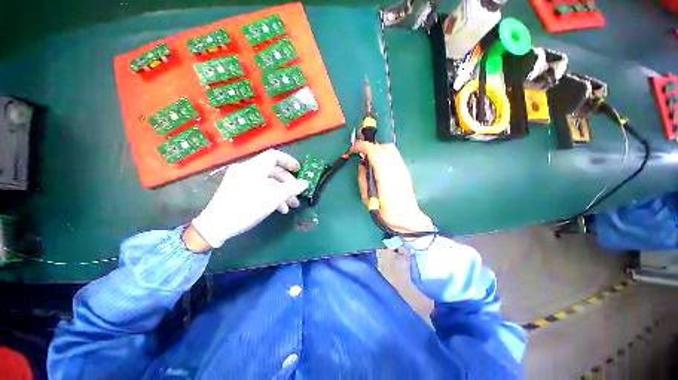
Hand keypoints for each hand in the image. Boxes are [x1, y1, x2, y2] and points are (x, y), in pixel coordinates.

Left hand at [189, 150, 308, 249]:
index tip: (299, 171)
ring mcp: (241, 179)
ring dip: (282, 191)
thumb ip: (291, 189)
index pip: (274, 155)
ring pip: (267, 181)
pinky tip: (280, 208)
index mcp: (254, 168)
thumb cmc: (246, 209)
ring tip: (292, 205)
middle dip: (288, 182)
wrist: (216, 226)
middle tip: (297, 193)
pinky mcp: (238, 189)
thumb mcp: (272, 199)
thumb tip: (305, 183)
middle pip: (273, 170)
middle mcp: (247, 169)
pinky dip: (271, 195)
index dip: (289, 161)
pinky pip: (259, 187)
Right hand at [350, 142, 432, 233]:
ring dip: (378, 150)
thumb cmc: (386, 211)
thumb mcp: (368, 197)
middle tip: (362, 154)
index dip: (362, 146)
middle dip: (371, 146)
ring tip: (369, 159)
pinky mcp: (405, 171)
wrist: (407, 219)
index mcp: (386, 176)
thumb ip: (363, 179)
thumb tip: (362, 165)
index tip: (353, 149)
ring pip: (391, 149)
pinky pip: (394, 156)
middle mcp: (397, 168)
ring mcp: (403, 168)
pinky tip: (379, 165)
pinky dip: (384, 155)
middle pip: (385, 147)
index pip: (375, 152)